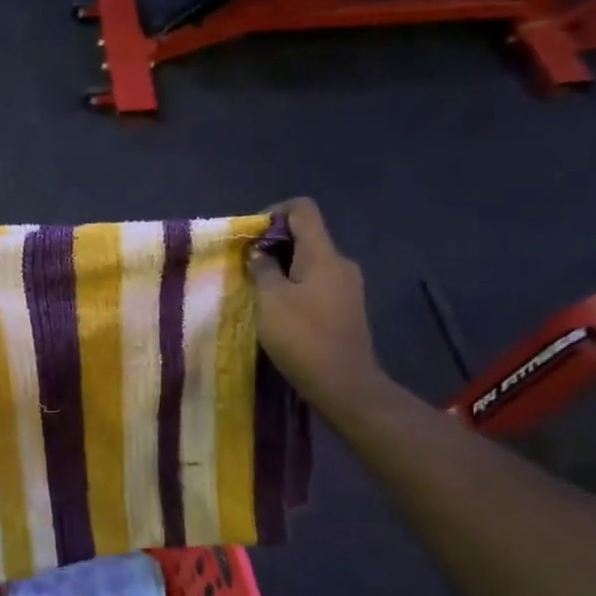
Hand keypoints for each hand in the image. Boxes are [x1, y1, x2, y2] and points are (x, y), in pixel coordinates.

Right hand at [247, 198, 386, 407]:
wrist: (345, 386)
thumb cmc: (303, 337)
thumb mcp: (270, 300)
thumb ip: (262, 268)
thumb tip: (260, 253)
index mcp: (323, 254)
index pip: (302, 209)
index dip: (273, 212)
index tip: (251, 237)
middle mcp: (340, 263)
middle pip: (306, 236)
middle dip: (274, 245)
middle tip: (247, 267)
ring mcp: (347, 287)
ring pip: (310, 263)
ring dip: (283, 269)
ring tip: (259, 291)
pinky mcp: (347, 309)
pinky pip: (317, 284)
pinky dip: (296, 288)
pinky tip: (279, 311)